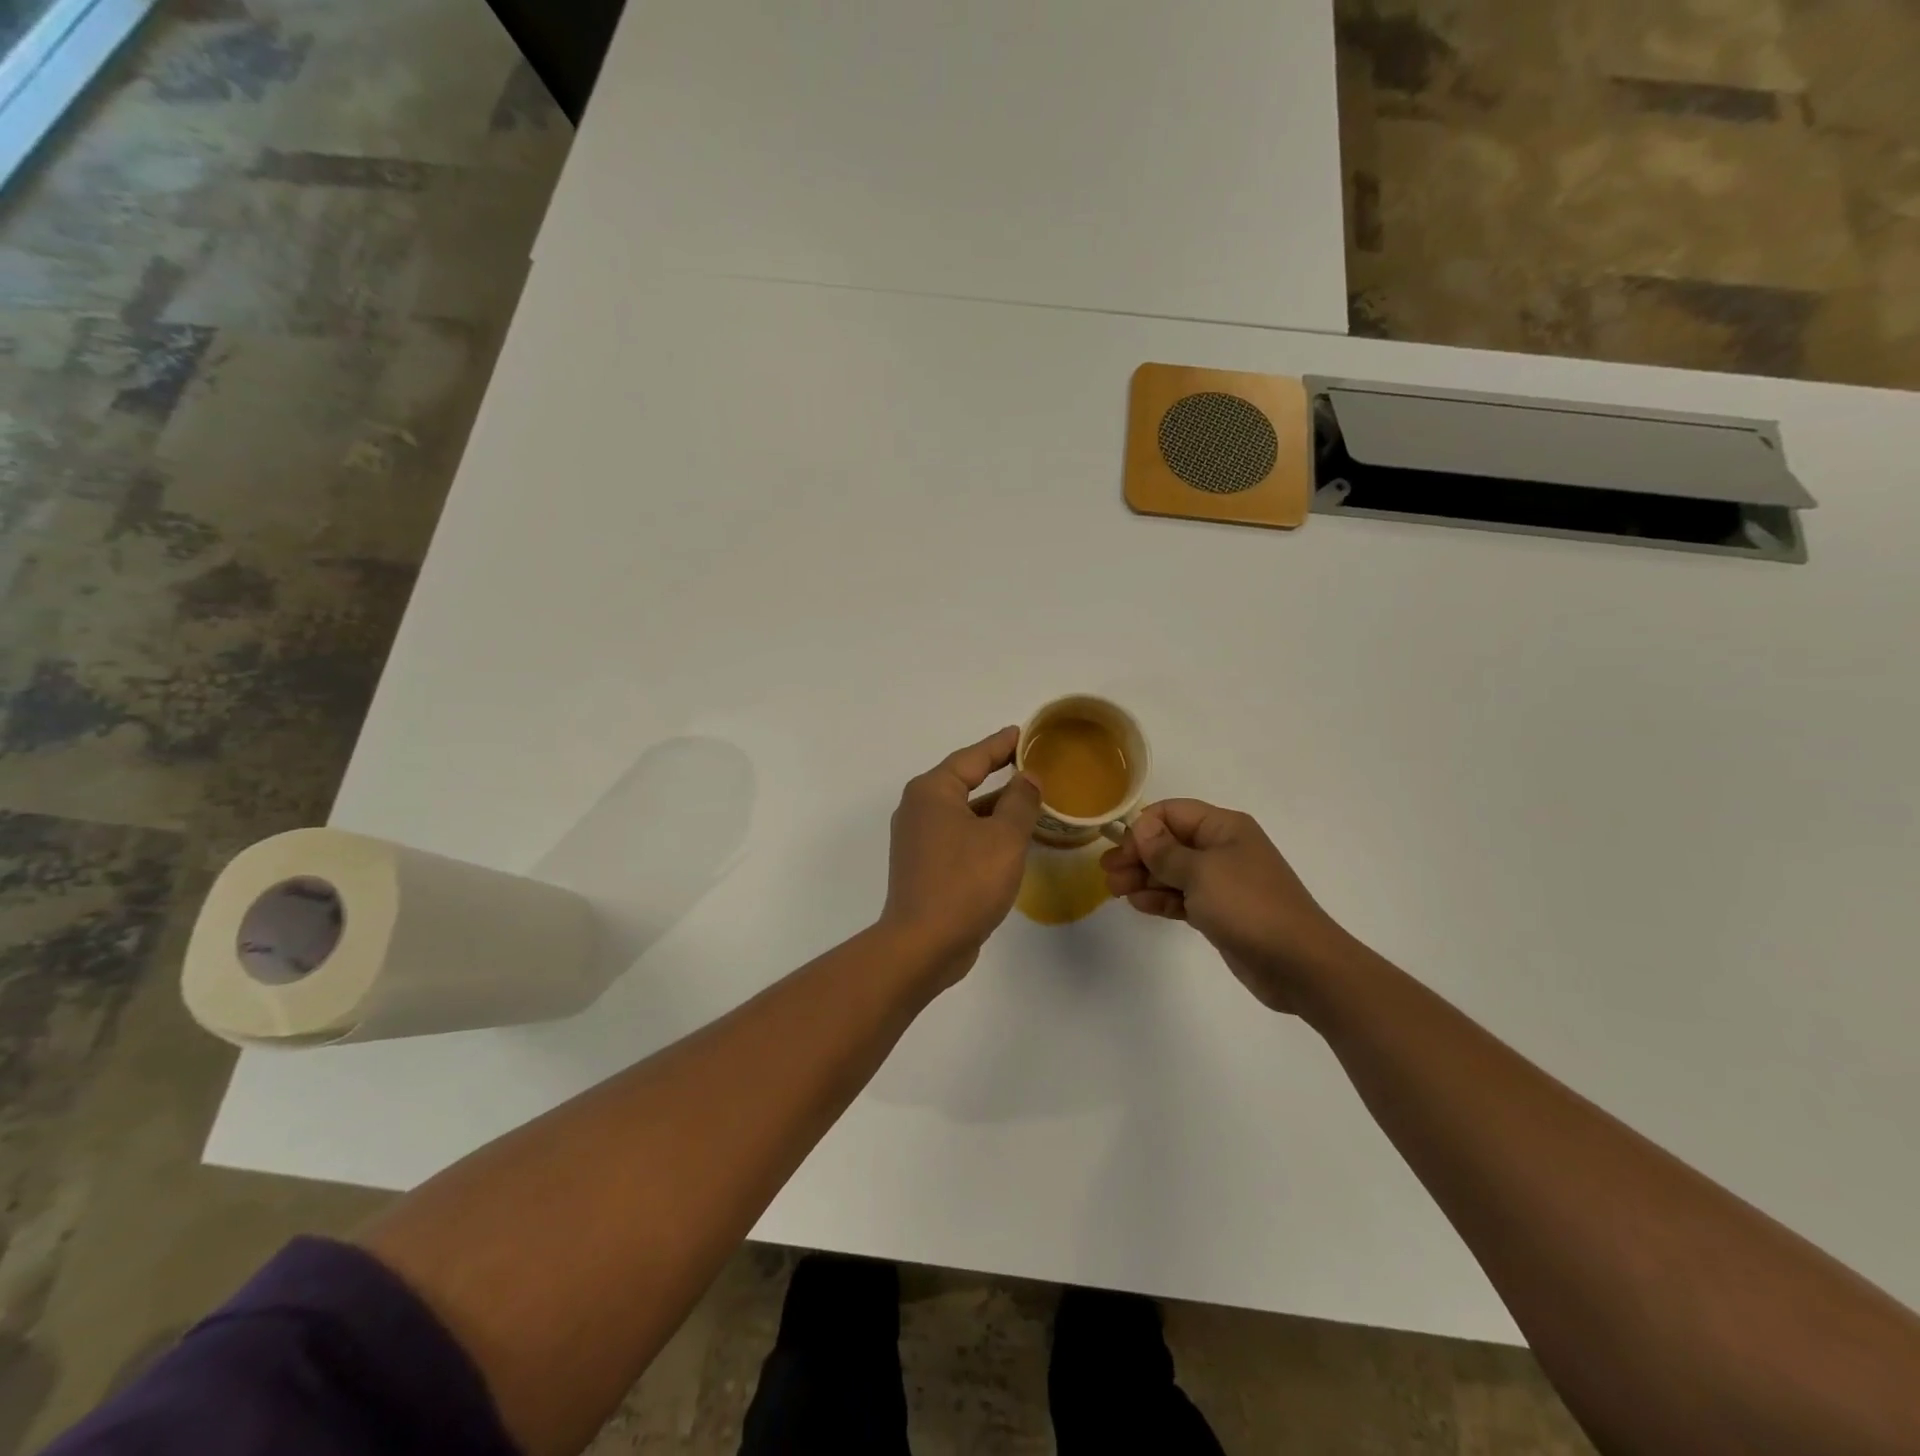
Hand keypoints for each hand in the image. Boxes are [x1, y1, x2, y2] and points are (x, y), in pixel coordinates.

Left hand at [881, 727, 1042, 987]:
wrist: (923, 944)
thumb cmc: (965, 882)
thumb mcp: (1004, 837)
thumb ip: (1020, 801)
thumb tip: (1028, 777)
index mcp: (932, 791)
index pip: (972, 757)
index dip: (1000, 744)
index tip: (1023, 733)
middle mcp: (918, 808)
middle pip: (963, 781)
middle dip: (996, 772)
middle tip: (1028, 762)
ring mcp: (917, 839)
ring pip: (962, 811)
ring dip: (992, 805)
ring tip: (1027, 799)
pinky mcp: (923, 865)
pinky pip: (958, 835)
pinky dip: (982, 830)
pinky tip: (1007, 838)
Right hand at [1101, 799, 1349, 1013]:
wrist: (1299, 964)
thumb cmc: (1248, 906)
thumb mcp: (1200, 872)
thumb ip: (1165, 850)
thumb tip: (1141, 827)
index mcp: (1223, 827)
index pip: (1172, 813)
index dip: (1142, 829)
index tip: (1121, 853)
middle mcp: (1222, 848)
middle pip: (1170, 842)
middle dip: (1138, 855)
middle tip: (1108, 874)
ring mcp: (1222, 882)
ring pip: (1173, 872)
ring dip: (1144, 878)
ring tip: (1116, 892)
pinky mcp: (1220, 912)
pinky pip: (1183, 897)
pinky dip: (1161, 899)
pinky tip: (1139, 905)